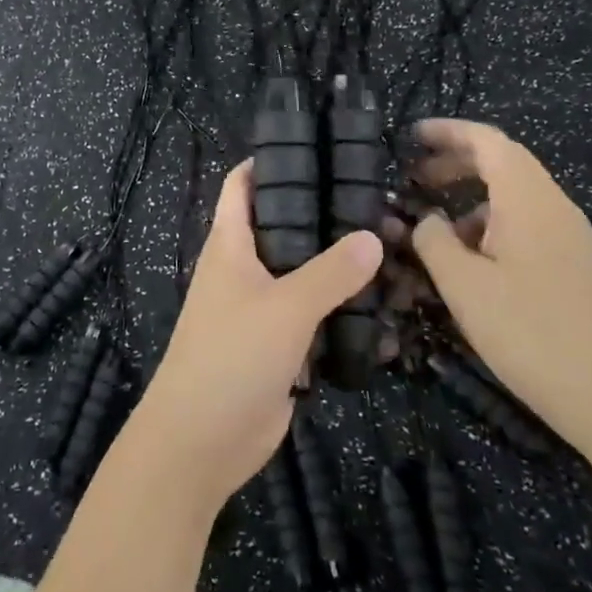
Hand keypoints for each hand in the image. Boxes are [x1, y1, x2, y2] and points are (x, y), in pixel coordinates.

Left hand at [133, 161, 381, 512]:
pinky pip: (312, 318)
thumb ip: (331, 272)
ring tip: (391, 253)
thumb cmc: (231, 356)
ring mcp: (259, 309)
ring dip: (338, 268)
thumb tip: (373, 236)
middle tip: (375, 206)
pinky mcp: (277, 346)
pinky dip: (340, 312)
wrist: (200, 442)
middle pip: (282, 228)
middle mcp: (243, 268)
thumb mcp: (285, 307)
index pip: (242, 185)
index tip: (315, 150)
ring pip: (302, 275)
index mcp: (230, 244)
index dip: (269, 163)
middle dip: (322, 217)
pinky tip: (381, 310)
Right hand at [408, 118, 591, 453]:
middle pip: (502, 162)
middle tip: (415, 177)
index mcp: (527, 198)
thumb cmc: (529, 331)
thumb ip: (433, 240)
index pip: (486, 140)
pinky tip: (471, 261)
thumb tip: (427, 220)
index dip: (447, 131)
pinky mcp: (574, 264)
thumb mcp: (463, 285)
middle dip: (455, 162)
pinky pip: (526, 223)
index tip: (412, 136)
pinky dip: (491, 224)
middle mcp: (553, 206)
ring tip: (436, 226)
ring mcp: (569, 235)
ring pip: (514, 196)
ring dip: (471, 197)